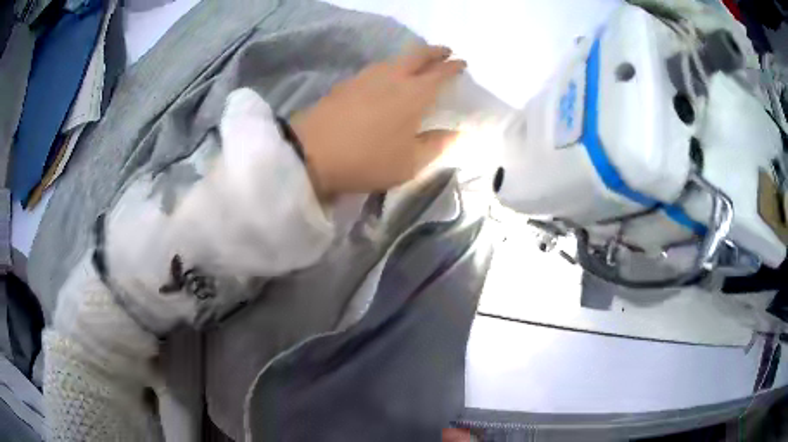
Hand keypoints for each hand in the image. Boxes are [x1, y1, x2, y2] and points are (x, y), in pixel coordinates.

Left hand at [291, 45, 465, 199]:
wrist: (311, 152)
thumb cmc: (367, 159)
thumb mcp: (409, 162)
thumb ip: (436, 145)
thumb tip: (456, 134)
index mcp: (414, 94)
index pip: (440, 73)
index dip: (454, 67)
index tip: (462, 63)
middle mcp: (393, 77)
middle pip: (418, 55)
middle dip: (435, 51)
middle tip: (445, 52)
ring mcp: (367, 77)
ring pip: (396, 59)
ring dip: (412, 57)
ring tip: (418, 63)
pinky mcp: (347, 83)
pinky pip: (377, 67)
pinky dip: (391, 66)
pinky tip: (388, 76)